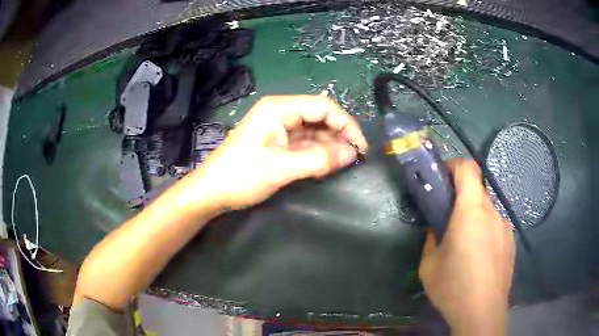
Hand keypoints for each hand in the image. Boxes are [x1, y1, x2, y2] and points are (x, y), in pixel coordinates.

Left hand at [186, 95, 367, 211]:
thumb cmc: (240, 176)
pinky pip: (303, 142)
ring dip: (329, 145)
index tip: (360, 146)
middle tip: (353, 157)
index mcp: (279, 108)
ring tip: (343, 163)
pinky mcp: (276, 141)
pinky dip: (317, 152)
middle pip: (319, 116)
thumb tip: (351, 154)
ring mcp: (277, 126)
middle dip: (339, 134)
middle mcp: (280, 112)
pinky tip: (327, 163)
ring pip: (313, 130)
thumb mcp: (281, 168)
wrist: (211, 191)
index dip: (346, 124)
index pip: (323, 106)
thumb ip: (319, 159)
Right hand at [418, 159, 514, 334]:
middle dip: (461, 199)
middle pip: (477, 191)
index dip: (454, 165)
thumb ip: (431, 240)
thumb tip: (437, 230)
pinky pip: (496, 228)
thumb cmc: (453, 287)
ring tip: (465, 246)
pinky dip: (486, 233)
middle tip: (449, 220)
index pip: (468, 169)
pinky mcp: (511, 243)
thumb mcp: (429, 265)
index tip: (443, 177)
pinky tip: (480, 260)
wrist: (482, 312)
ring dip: (475, 218)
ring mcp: (505, 228)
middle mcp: (492, 213)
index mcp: (471, 211)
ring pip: (487, 211)